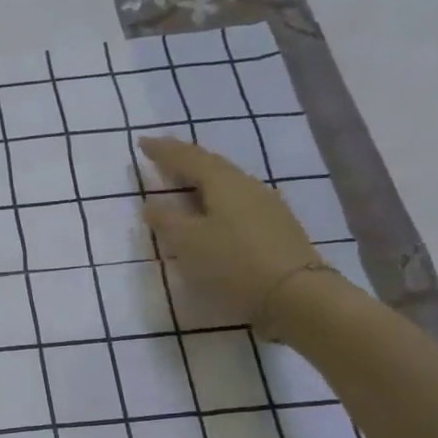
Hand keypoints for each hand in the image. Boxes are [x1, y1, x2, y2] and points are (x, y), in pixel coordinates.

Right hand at [138, 136, 322, 327]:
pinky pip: (238, 203)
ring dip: (202, 181)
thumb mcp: (187, 243)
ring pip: (227, 184)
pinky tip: (213, 213)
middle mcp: (248, 186)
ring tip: (185, 184)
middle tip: (163, 158)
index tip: (143, 141)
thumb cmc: (232, 263)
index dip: (163, 150)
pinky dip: (217, 201)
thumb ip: (166, 220)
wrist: (295, 295)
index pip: (188, 158)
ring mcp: (267, 206)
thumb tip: (151, 203)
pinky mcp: (276, 228)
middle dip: (185, 160)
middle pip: (212, 166)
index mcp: (224, 183)